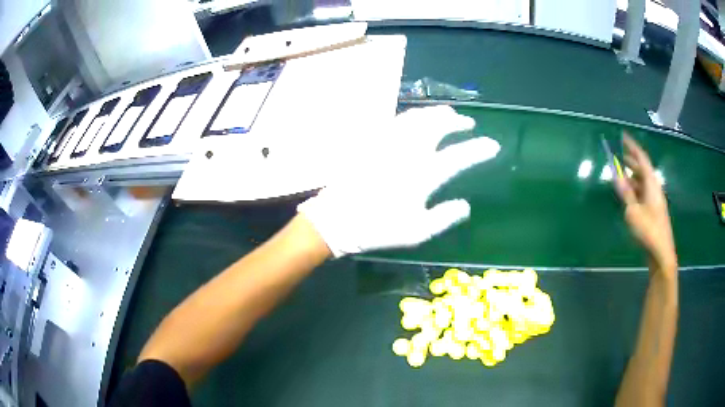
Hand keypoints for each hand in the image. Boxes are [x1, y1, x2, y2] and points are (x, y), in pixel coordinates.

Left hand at [298, 105, 499, 256]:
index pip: (458, 156)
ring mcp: (389, 143)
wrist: (337, 219)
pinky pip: (397, 120)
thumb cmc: (378, 228)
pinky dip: (414, 115)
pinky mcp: (373, 141)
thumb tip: (465, 205)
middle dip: (457, 121)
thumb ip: (444, 217)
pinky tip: (418, 119)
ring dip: (436, 113)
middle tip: (467, 123)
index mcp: (422, 175)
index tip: (492, 145)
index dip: (479, 149)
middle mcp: (408, 152)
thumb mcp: (416, 232)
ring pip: (418, 117)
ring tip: (448, 115)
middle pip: (438, 125)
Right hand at [615, 134, 676, 274]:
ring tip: (621, 176)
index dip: (632, 146)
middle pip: (643, 170)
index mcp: (651, 184)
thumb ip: (626, 193)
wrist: (662, 254)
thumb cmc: (648, 231)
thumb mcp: (633, 212)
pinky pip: (644, 193)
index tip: (623, 136)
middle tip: (620, 157)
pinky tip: (629, 196)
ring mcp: (656, 200)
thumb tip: (617, 175)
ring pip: (644, 182)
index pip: (642, 159)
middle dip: (632, 162)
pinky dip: (635, 189)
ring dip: (633, 177)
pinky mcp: (654, 211)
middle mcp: (655, 189)